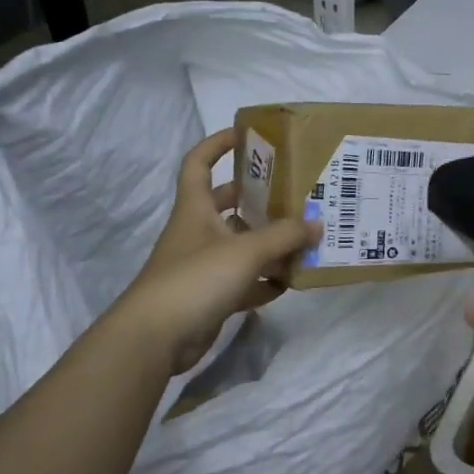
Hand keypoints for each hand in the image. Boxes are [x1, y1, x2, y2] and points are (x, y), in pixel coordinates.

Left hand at [123, 128, 319, 373]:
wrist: (156, 338)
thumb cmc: (196, 279)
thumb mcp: (246, 251)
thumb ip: (284, 236)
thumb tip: (317, 224)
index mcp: (195, 209)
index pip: (199, 163)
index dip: (218, 144)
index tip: (246, 135)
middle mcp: (198, 232)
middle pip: (228, 205)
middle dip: (258, 199)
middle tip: (294, 195)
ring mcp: (203, 266)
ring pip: (241, 246)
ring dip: (269, 244)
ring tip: (305, 240)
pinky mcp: (211, 296)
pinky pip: (245, 282)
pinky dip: (265, 282)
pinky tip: (290, 282)